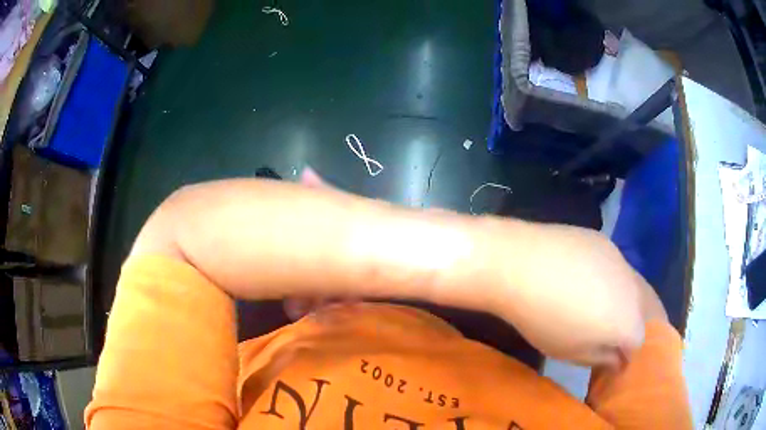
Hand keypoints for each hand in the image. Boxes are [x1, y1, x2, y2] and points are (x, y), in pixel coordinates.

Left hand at [487, 221, 646, 367]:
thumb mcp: (571, 353)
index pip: (642, 342)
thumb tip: (619, 357)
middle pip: (649, 309)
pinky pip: (618, 267)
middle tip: (625, 335)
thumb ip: (602, 357)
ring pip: (636, 285)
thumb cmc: (543, 319)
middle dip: (642, 325)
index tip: (618, 359)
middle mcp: (634, 287)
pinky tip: (592, 283)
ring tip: (610, 310)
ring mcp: (620, 259)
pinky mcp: (605, 241)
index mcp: (628, 320)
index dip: (631, 353)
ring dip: (630, 301)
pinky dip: (614, 280)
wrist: (520, 264)